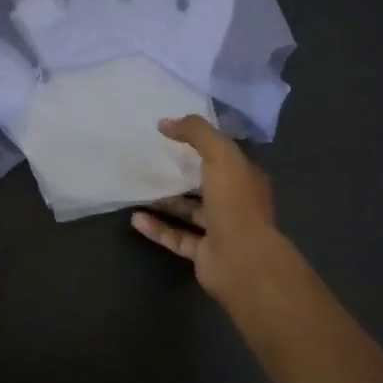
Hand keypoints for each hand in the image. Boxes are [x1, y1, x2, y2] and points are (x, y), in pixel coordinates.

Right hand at [131, 115, 296, 310]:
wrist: (242, 260)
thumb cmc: (235, 202)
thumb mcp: (220, 154)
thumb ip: (195, 132)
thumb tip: (165, 122)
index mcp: (246, 179)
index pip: (225, 157)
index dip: (203, 145)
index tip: (174, 135)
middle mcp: (236, 204)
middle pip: (206, 185)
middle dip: (183, 175)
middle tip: (153, 162)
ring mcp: (220, 231)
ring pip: (190, 212)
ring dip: (166, 202)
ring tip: (139, 189)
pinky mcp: (203, 254)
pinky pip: (176, 237)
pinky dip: (157, 228)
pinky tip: (135, 219)